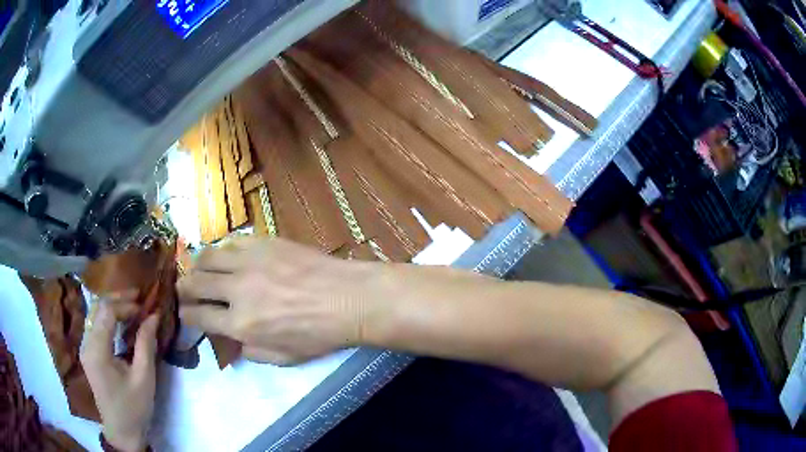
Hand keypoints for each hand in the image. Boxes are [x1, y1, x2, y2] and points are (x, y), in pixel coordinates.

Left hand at [80, 301, 157, 451]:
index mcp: (97, 351)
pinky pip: (96, 325)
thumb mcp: (144, 379)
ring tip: (133, 307)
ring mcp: (85, 347)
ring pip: (95, 313)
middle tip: (139, 298)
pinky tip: (122, 322)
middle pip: (97, 307)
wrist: (121, 431)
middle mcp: (86, 343)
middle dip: (118, 299)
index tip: (145, 307)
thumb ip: (146, 344)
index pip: (106, 311)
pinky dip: (109, 318)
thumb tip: (153, 316)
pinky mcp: (88, 352)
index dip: (125, 303)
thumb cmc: (134, 408)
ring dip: (113, 306)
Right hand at [177, 238, 386, 364]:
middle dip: (183, 288)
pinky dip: (223, 250)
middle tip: (182, 290)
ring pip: (208, 257)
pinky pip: (232, 242)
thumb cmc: (319, 335)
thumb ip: (252, 352)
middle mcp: (237, 290)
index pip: (200, 317)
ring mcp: (249, 262)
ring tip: (198, 269)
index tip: (184, 313)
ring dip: (198, 265)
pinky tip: (226, 255)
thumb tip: (234, 341)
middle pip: (195, 283)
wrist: (347, 299)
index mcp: (241, 324)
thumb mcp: (284, 358)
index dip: (187, 315)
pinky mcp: (263, 242)